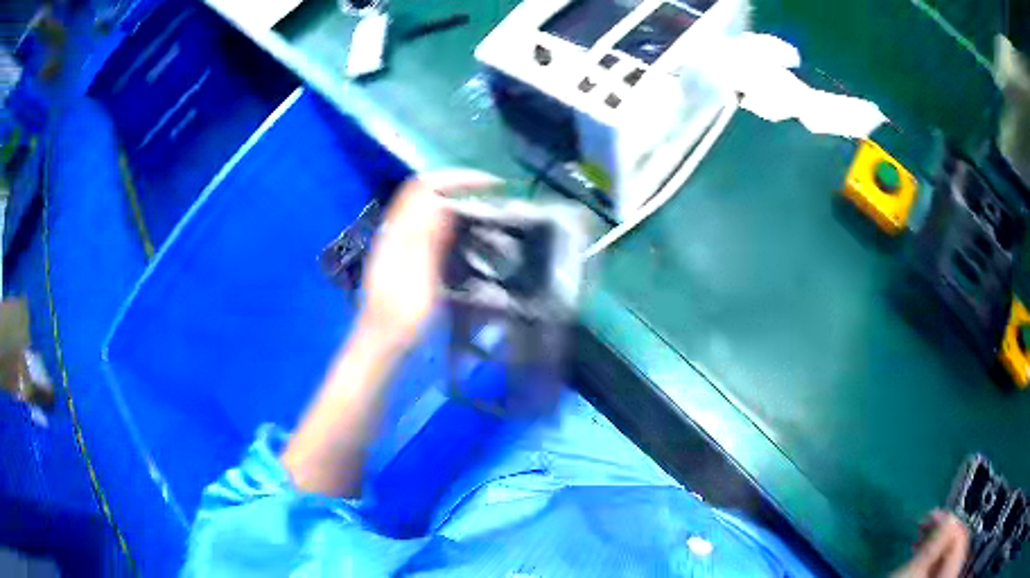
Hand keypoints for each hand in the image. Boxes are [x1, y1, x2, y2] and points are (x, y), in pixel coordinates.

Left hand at [357, 170, 501, 351]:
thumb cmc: (403, 316)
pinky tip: (461, 228)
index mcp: (398, 233)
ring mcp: (396, 241)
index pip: (425, 187)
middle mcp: (395, 229)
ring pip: (423, 204)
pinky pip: (424, 221)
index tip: (490, 185)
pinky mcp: (402, 254)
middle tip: (488, 191)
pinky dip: (445, 214)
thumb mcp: (420, 278)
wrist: (382, 341)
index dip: (457, 179)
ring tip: (479, 203)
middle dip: (456, 183)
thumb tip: (445, 202)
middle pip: (423, 190)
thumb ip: (428, 238)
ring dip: (451, 196)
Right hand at [892, 510, 969, 577]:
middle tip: (924, 526)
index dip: (949, 520)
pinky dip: (932, 561)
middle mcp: (953, 573)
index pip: (961, 534)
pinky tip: (922, 558)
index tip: (931, 514)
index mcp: (954, 569)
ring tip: (920, 541)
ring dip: (935, 547)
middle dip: (941, 534)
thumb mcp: (916, 571)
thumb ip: (936, 543)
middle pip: (955, 546)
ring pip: (947, 558)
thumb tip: (948, 515)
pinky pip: (940, 569)